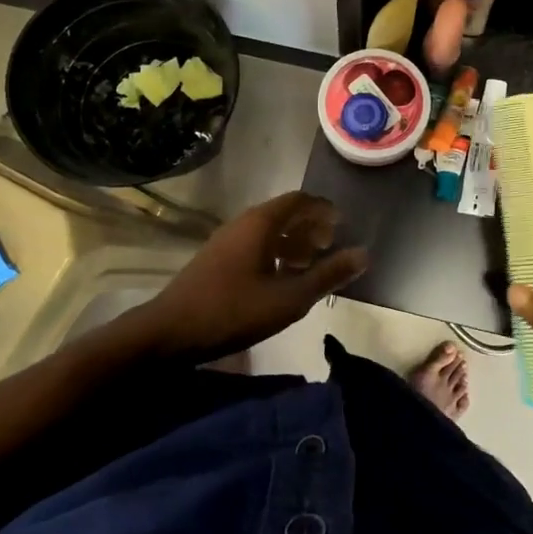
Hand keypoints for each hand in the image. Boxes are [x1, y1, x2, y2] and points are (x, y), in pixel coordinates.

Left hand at [138, 192, 367, 363]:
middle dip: (311, 227)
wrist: (168, 333)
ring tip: (310, 265)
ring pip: (269, 231)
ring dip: (294, 242)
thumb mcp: (289, 298)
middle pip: (285, 213)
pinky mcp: (217, 259)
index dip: (324, 209)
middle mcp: (244, 223)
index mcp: (261, 223)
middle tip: (331, 247)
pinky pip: (255, 244)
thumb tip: (364, 254)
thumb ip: (328, 275)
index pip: (300, 200)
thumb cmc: (233, 311)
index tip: (343, 225)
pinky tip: (281, 280)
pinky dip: (275, 253)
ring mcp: (227, 241)